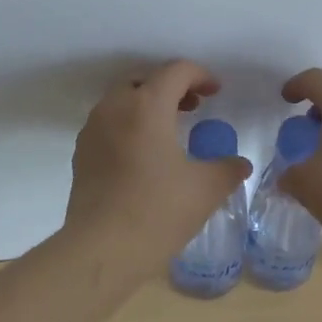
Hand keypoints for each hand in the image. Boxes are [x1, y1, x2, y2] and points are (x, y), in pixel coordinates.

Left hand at [63, 60, 253, 270]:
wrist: (102, 250)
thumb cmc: (158, 211)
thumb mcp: (205, 189)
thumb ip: (227, 169)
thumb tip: (240, 164)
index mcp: (147, 105)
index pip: (175, 71)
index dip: (200, 75)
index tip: (216, 92)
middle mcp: (115, 107)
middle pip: (144, 80)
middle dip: (170, 86)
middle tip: (193, 106)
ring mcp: (93, 130)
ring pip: (121, 100)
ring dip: (147, 104)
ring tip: (169, 129)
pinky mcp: (81, 153)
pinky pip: (107, 124)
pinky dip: (128, 124)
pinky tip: (143, 154)